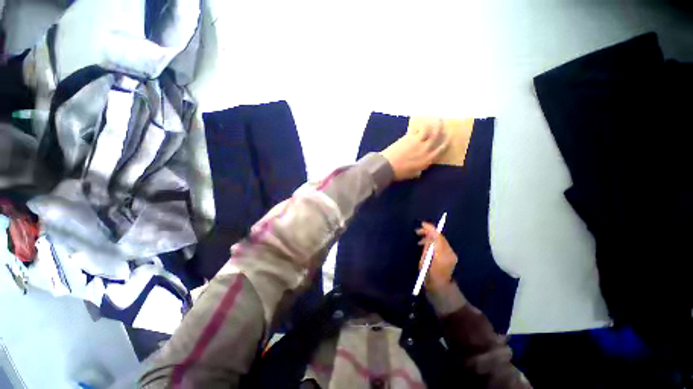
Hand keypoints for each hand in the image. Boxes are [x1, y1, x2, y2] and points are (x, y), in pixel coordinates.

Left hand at [380, 120, 449, 180]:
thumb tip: (419, 169)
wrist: (387, 166)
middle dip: (441, 128)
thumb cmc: (399, 173)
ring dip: (431, 124)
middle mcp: (426, 149)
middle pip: (436, 136)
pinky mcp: (409, 137)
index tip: (449, 137)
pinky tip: (419, 124)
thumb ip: (418, 169)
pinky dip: (419, 126)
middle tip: (442, 123)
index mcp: (427, 160)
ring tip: (432, 120)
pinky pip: (417, 129)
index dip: (446, 142)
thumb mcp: (412, 174)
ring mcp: (417, 142)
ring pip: (428, 129)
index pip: (441, 149)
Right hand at [416, 222, 457, 291]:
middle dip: (429, 232)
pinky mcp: (451, 256)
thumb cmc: (428, 278)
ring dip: (431, 237)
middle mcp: (449, 253)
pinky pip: (442, 244)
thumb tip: (428, 236)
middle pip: (440, 237)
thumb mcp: (423, 262)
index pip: (438, 237)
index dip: (430, 229)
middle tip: (417, 232)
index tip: (422, 224)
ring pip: (441, 240)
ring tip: (420, 240)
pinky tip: (426, 245)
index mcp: (441, 255)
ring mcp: (452, 255)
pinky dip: (434, 242)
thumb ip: (427, 248)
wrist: (441, 289)